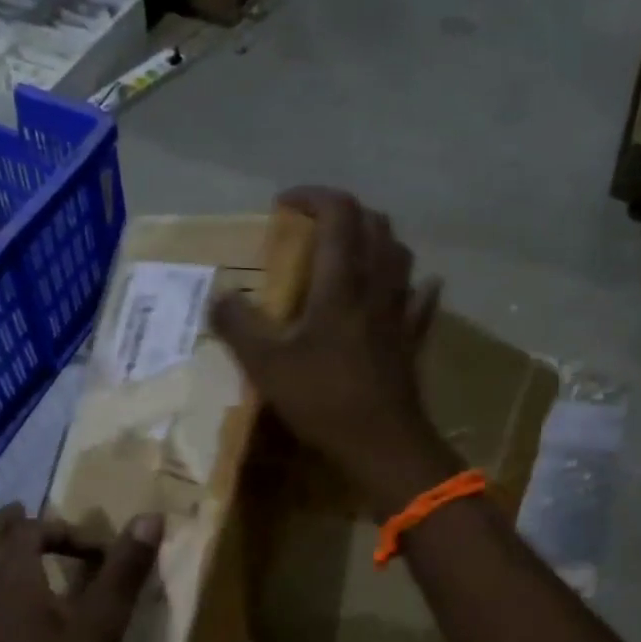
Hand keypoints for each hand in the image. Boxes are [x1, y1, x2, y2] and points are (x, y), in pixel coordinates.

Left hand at [0, 504, 161, 641]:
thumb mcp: (100, 626)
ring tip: (30, 555)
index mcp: (11, 579)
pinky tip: (26, 606)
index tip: (99, 552)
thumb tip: (149, 517)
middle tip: (29, 514)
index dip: (66, 530)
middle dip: (8, 524)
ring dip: (0, 552)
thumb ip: (123, 571)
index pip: (30, 530)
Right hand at [208, 187, 458, 516]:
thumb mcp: (266, 365)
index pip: (339, 213)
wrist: (384, 445)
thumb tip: (219, 296)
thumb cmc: (324, 400)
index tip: (284, 205)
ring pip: (400, 256)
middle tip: (314, 227)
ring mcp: (401, 313)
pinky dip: (414, 286)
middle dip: (345, 213)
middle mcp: (377, 286)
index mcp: (342, 282)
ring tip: (351, 253)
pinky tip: (414, 288)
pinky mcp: (413, 340)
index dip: (313, 196)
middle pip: (375, 225)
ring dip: (376, 241)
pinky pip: (421, 301)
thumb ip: (238, 325)